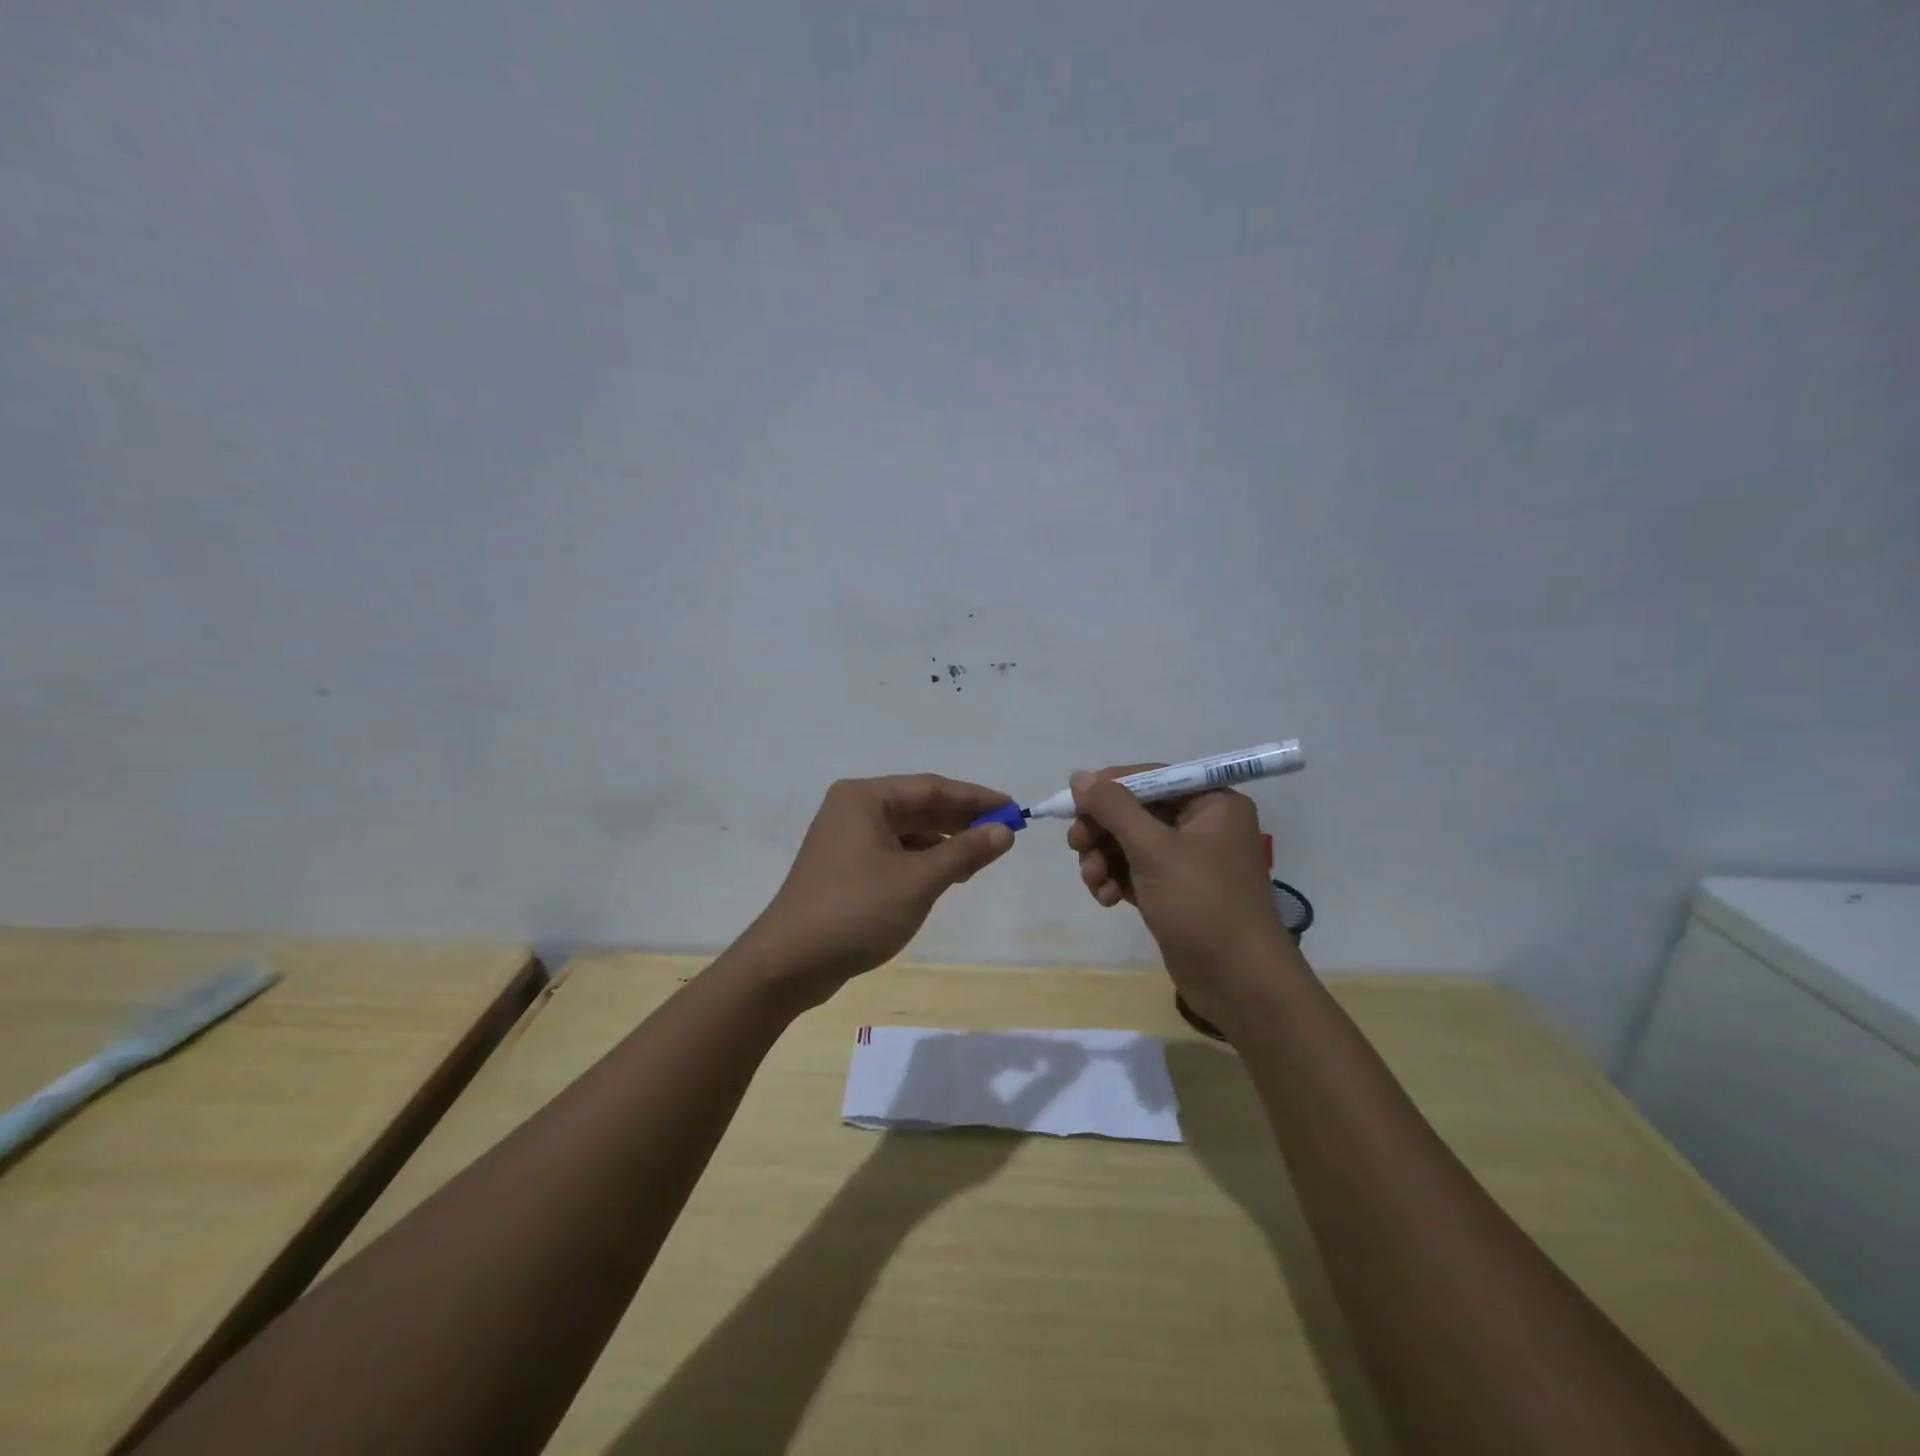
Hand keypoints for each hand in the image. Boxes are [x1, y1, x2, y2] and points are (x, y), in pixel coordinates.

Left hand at [738, 775, 1016, 1008]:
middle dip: (962, 820)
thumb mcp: (918, 881)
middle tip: (1004, 834)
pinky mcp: (846, 868)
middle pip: (919, 806)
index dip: (976, 798)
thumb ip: (964, 852)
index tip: (1013, 810)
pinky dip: (924, 860)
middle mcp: (853, 810)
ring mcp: (847, 839)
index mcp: (865, 798)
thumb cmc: (855, 911)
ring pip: (908, 831)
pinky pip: (895, 852)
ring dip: (945, 842)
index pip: (931, 788)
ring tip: (982, 858)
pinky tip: (949, 875)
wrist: (789, 963)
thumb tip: (1004, 831)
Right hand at [1066, 765, 1295, 1026]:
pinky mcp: (1175, 890)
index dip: (1109, 788)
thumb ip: (1114, 808)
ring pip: (1129, 843)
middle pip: (1135, 811)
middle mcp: (1202, 825)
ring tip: (1095, 882)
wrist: (1237, 982)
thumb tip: (1079, 776)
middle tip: (1078, 846)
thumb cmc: (1201, 903)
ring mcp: (1188, 860)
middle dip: (1103, 830)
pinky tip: (1108, 898)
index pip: (1150, 778)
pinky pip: (1135, 870)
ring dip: (1104, 858)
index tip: (1073, 804)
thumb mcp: (1153, 850)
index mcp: (1212, 803)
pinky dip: (1117, 879)